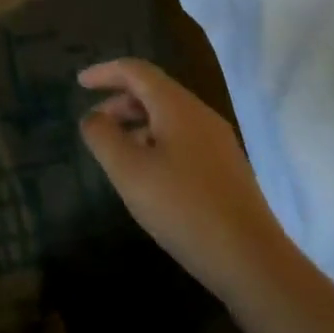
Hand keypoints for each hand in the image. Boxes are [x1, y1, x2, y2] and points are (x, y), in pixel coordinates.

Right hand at [78, 59, 280, 304]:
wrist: (254, 262)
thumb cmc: (184, 208)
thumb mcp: (129, 172)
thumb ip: (103, 137)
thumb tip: (93, 118)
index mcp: (176, 106)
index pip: (135, 71)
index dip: (105, 72)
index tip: (79, 84)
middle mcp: (200, 114)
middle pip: (154, 91)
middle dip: (119, 101)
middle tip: (96, 124)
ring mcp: (218, 142)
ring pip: (169, 117)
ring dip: (138, 125)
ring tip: (118, 154)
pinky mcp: (227, 170)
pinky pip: (183, 139)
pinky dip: (157, 143)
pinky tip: (150, 177)